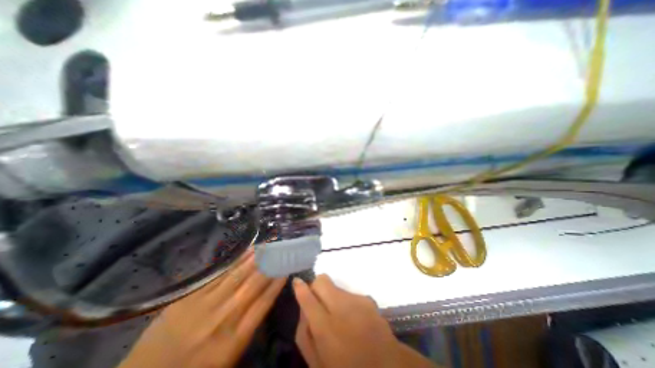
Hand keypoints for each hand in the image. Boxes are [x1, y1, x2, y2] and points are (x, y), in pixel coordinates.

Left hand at [118, 247, 287, 367]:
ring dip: (257, 258)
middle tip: (282, 249)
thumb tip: (266, 297)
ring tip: (270, 245)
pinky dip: (237, 260)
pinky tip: (248, 251)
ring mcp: (205, 305)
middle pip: (254, 284)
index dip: (278, 283)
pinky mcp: (190, 296)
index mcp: (235, 339)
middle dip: (271, 264)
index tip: (288, 268)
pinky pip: (220, 273)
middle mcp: (224, 318)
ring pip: (239, 275)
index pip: (265, 302)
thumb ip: (249, 327)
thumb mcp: (229, 358)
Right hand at [295, 277, 436, 367]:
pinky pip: (348, 293)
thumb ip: (305, 334)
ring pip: (335, 286)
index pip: (307, 298)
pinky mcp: (367, 298)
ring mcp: (356, 301)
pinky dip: (345, 302)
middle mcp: (341, 308)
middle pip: (322, 280)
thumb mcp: (317, 362)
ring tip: (338, 317)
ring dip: (331, 296)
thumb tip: (303, 309)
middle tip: (317, 301)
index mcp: (326, 328)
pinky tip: (352, 319)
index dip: (300, 288)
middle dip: (316, 286)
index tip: (297, 281)